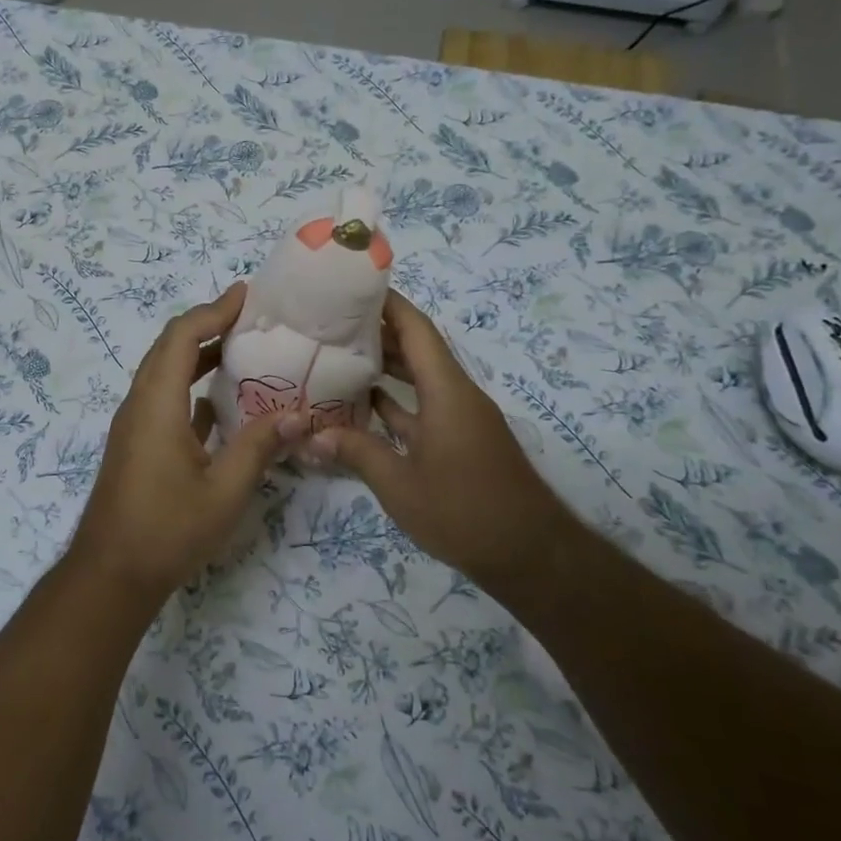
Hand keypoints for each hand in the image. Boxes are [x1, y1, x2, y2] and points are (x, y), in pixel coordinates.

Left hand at [70, 283, 304, 602]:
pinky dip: (192, 386)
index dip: (213, 310)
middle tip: (249, 315)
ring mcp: (135, 425)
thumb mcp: (224, 491)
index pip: (182, 337)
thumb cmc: (167, 531)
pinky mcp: (138, 444)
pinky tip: (222, 400)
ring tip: (242, 348)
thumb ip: (260, 447)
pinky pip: (165, 398)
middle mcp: (140, 404)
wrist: (111, 575)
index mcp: (156, 404)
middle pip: (170, 347)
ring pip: (165, 372)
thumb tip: (299, 414)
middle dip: (207, 323)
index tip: (246, 295)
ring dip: (199, 354)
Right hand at [309, 290, 565, 586]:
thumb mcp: (399, 484)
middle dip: (378, 332)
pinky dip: (396, 401)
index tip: (354, 286)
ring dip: (385, 367)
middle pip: (417, 349)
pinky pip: (423, 407)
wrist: (529, 554)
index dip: (388, 304)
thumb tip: (311, 436)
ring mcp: (460, 419)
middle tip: (331, 323)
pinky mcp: (460, 441)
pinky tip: (363, 405)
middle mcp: (456, 395)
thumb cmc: (463, 511)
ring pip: (419, 379)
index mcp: (447, 391)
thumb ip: (356, 453)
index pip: (416, 330)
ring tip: (339, 355)